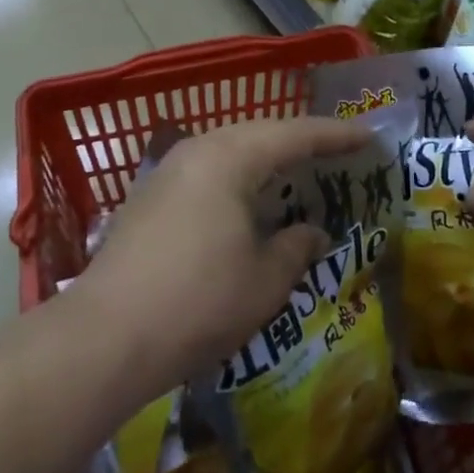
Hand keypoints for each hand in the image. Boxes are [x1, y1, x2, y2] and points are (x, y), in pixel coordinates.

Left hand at [73, 117, 370, 393]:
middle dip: (300, 143)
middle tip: (337, 154)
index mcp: (230, 156)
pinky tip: (248, 205)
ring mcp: (167, 173)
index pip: (295, 134)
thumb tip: (312, 232)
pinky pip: (207, 173)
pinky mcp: (149, 199)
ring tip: (297, 176)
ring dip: (266, 162)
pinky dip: (238, 180)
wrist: (105, 337)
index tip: (369, 136)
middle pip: (260, 134)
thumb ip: (296, 247)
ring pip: (230, 152)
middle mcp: (197, 151)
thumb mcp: (264, 280)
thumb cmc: (198, 302)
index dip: (336, 135)